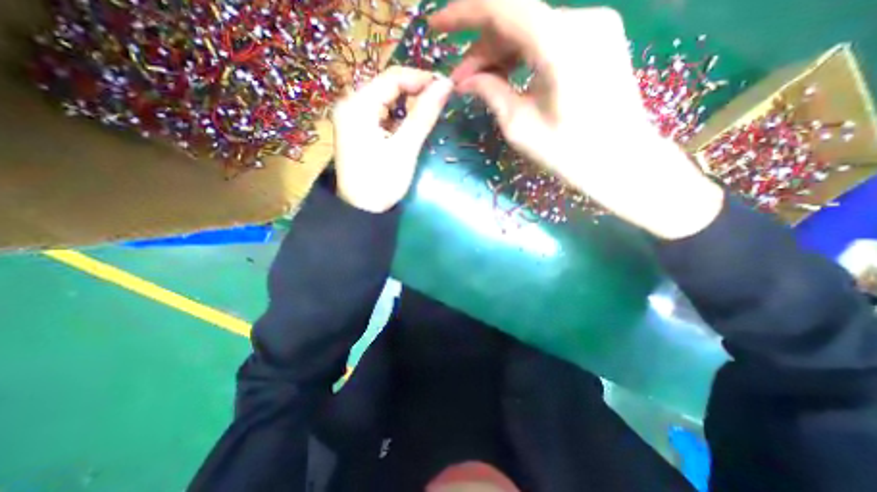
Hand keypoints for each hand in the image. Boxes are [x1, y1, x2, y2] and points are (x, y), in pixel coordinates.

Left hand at [333, 65, 455, 210]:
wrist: (362, 211)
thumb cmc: (382, 182)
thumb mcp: (405, 149)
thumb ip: (424, 115)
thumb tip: (445, 85)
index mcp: (358, 105)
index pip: (393, 77)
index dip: (421, 79)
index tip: (446, 88)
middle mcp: (350, 104)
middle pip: (388, 86)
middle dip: (415, 92)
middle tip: (440, 103)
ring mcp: (352, 118)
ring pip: (385, 100)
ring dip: (408, 105)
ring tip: (429, 115)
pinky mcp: (357, 130)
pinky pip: (381, 114)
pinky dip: (398, 117)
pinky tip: (410, 127)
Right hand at [429, 0, 722, 237]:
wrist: (622, 162)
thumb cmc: (570, 153)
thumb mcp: (520, 127)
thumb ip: (491, 93)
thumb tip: (465, 80)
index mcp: (560, 43)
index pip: (502, 7)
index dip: (464, 11)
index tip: (436, 25)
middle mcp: (581, 19)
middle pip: (516, 19)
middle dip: (481, 48)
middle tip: (461, 80)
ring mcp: (594, 25)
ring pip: (531, 28)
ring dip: (500, 53)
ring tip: (480, 83)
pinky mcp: (598, 39)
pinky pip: (548, 38)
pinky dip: (522, 54)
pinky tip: (508, 77)